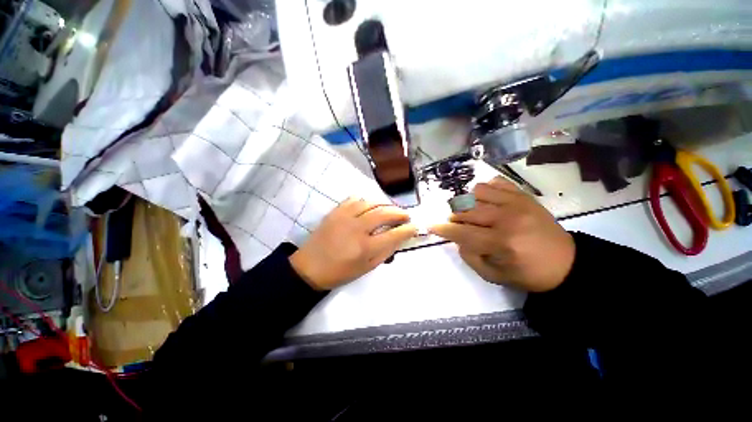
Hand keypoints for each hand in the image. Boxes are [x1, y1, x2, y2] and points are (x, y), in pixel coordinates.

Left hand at [290, 198, 417, 289]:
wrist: (310, 268)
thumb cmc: (340, 272)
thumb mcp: (366, 268)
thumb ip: (385, 252)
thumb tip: (399, 238)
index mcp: (365, 248)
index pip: (394, 234)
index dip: (408, 229)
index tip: (415, 226)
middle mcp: (357, 228)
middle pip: (384, 213)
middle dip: (399, 213)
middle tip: (405, 215)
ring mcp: (344, 217)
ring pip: (370, 202)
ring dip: (384, 204)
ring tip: (390, 209)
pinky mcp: (335, 212)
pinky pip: (354, 199)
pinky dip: (366, 200)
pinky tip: (370, 205)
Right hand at [429, 177, 574, 291]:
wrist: (565, 262)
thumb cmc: (527, 273)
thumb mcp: (492, 275)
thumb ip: (468, 255)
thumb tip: (457, 237)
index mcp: (500, 242)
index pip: (460, 231)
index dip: (442, 229)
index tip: (431, 226)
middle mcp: (507, 218)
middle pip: (465, 209)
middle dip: (453, 217)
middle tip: (456, 224)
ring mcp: (516, 203)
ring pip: (476, 192)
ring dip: (467, 202)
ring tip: (472, 212)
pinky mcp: (523, 195)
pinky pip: (494, 182)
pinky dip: (484, 190)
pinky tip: (486, 201)